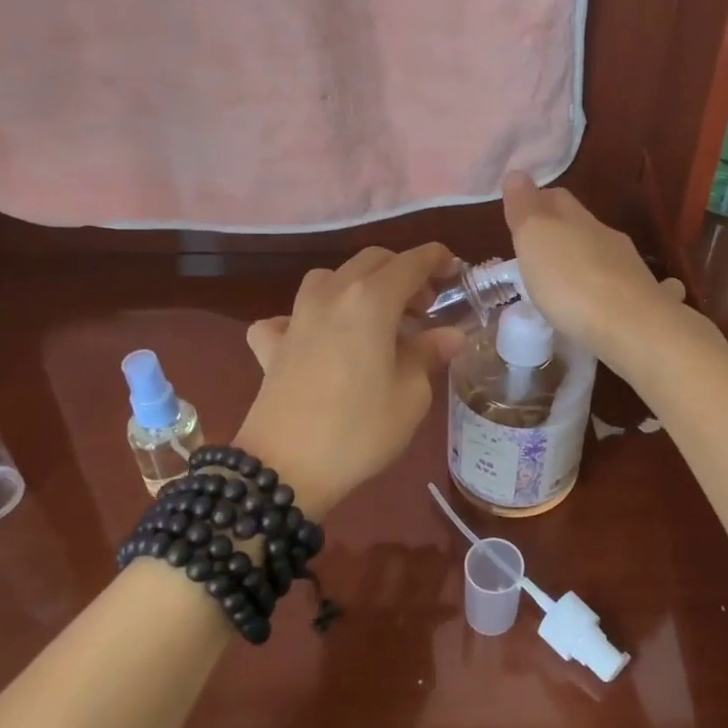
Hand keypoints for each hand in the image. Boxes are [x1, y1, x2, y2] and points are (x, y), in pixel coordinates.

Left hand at [236, 243, 462, 515]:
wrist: (284, 468)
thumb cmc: (360, 429)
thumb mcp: (411, 394)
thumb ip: (429, 354)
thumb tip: (449, 335)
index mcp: (371, 300)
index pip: (411, 263)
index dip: (437, 259)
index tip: (455, 269)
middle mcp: (332, 295)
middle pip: (371, 262)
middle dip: (402, 272)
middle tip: (424, 306)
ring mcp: (296, 317)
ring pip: (330, 278)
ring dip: (358, 286)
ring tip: (375, 318)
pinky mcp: (271, 344)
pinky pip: (289, 316)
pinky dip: (308, 319)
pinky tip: (316, 340)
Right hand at [501, 173, 687, 370]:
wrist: (631, 326)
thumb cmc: (571, 281)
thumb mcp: (534, 239)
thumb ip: (525, 208)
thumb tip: (517, 174)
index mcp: (578, 220)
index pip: (557, 199)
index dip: (538, 202)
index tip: (521, 215)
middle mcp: (608, 237)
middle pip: (582, 226)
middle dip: (563, 233)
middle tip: (541, 252)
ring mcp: (632, 269)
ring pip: (607, 255)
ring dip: (589, 261)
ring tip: (569, 281)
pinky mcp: (647, 301)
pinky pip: (632, 287)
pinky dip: (619, 289)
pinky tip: (615, 303)